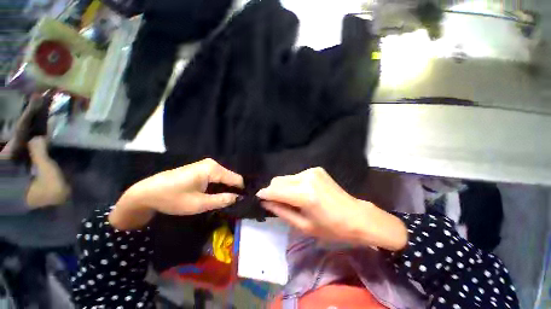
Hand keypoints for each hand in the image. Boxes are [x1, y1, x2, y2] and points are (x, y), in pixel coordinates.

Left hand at [110, 159, 243, 229]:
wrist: (146, 192)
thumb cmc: (173, 198)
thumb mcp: (199, 203)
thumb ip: (222, 200)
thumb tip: (239, 198)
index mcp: (213, 169)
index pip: (237, 179)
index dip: (241, 191)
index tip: (243, 203)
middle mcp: (212, 164)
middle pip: (230, 178)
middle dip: (232, 190)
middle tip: (232, 205)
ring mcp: (206, 165)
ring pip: (223, 178)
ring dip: (225, 189)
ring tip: (224, 202)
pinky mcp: (201, 169)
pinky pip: (216, 177)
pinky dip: (217, 187)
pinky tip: (214, 196)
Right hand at [257, 167, 407, 250]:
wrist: (356, 216)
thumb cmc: (331, 228)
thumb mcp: (303, 226)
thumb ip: (281, 211)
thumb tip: (265, 202)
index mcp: (305, 194)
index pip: (275, 190)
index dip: (264, 194)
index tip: (259, 198)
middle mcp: (307, 177)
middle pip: (278, 180)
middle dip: (273, 190)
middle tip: (276, 203)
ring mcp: (312, 171)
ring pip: (286, 177)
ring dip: (283, 187)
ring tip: (291, 200)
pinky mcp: (316, 169)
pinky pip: (296, 176)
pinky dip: (293, 184)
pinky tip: (301, 193)